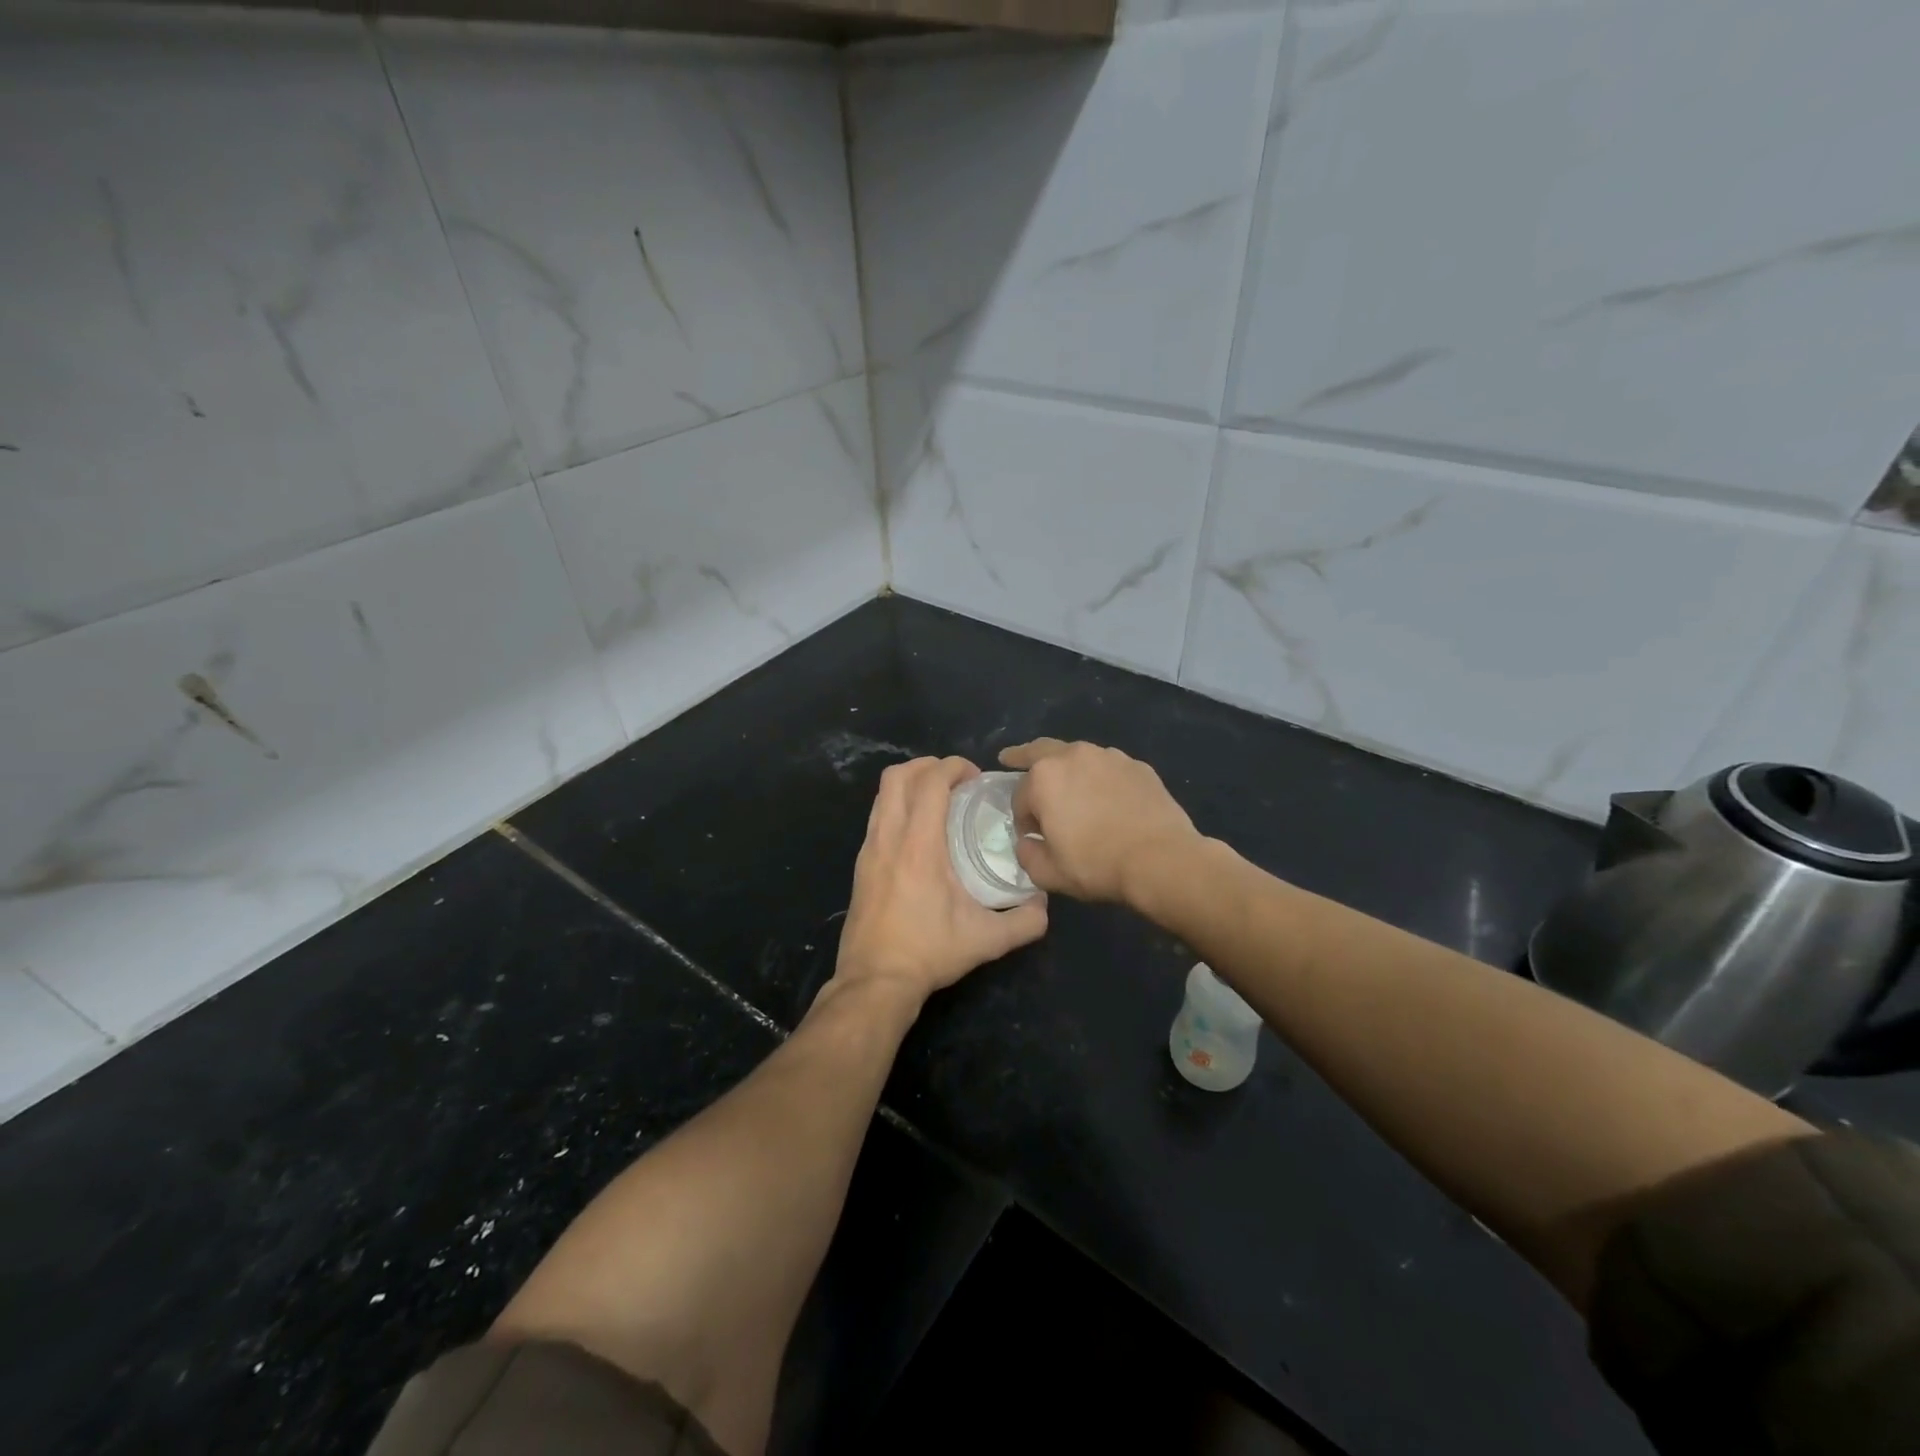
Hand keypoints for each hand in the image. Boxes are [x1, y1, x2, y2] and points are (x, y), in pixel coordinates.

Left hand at [832, 757, 1048, 1004]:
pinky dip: (897, 807)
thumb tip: (1045, 904)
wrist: (874, 982)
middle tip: (956, 781)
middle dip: (928, 766)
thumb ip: (1025, 921)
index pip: (930, 782)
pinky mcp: (860, 865)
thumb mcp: (986, 940)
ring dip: (909, 784)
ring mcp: (868, 850)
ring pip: (882, 795)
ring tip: (938, 800)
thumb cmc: (929, 953)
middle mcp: (888, 838)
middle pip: (897, 776)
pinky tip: (919, 832)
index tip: (976, 776)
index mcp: (918, 846)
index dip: (953, 767)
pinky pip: (877, 817)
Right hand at [999, 739, 1202, 904]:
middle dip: (1022, 756)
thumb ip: (1027, 854)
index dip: (1021, 819)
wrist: (1161, 860)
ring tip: (1069, 786)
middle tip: (1010, 758)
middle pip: (1040, 751)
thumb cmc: (1097, 865)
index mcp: (1044, 778)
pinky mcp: (1138, 766)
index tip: (1031, 837)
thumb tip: (1028, 841)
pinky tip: (1107, 798)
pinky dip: (1100, 778)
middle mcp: (1074, 756)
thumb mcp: (1048, 873)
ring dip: (1067, 768)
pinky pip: (1108, 769)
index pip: (1020, 796)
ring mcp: (1109, 757)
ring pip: (1077, 756)